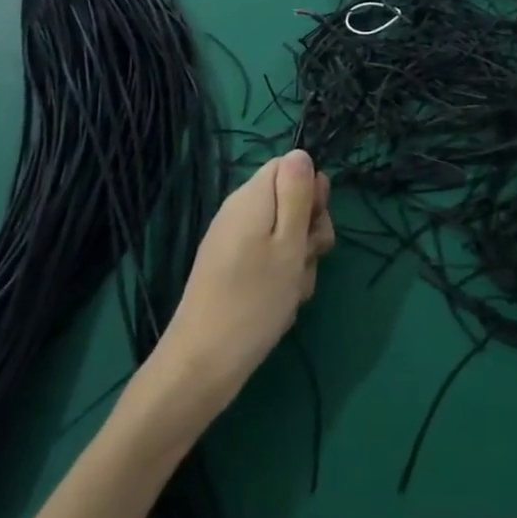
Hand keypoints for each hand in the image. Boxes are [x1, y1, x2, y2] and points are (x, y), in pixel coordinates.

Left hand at [164, 151, 334, 400]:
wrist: (202, 365)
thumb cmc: (254, 300)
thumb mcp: (288, 243)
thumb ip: (297, 195)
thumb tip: (300, 153)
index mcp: (251, 198)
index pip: (289, 166)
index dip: (310, 190)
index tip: (314, 222)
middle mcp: (240, 213)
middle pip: (289, 202)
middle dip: (309, 231)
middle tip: (306, 260)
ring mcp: (234, 243)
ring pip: (284, 236)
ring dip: (299, 261)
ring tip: (291, 290)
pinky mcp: (232, 271)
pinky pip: (269, 261)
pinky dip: (282, 279)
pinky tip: (280, 305)